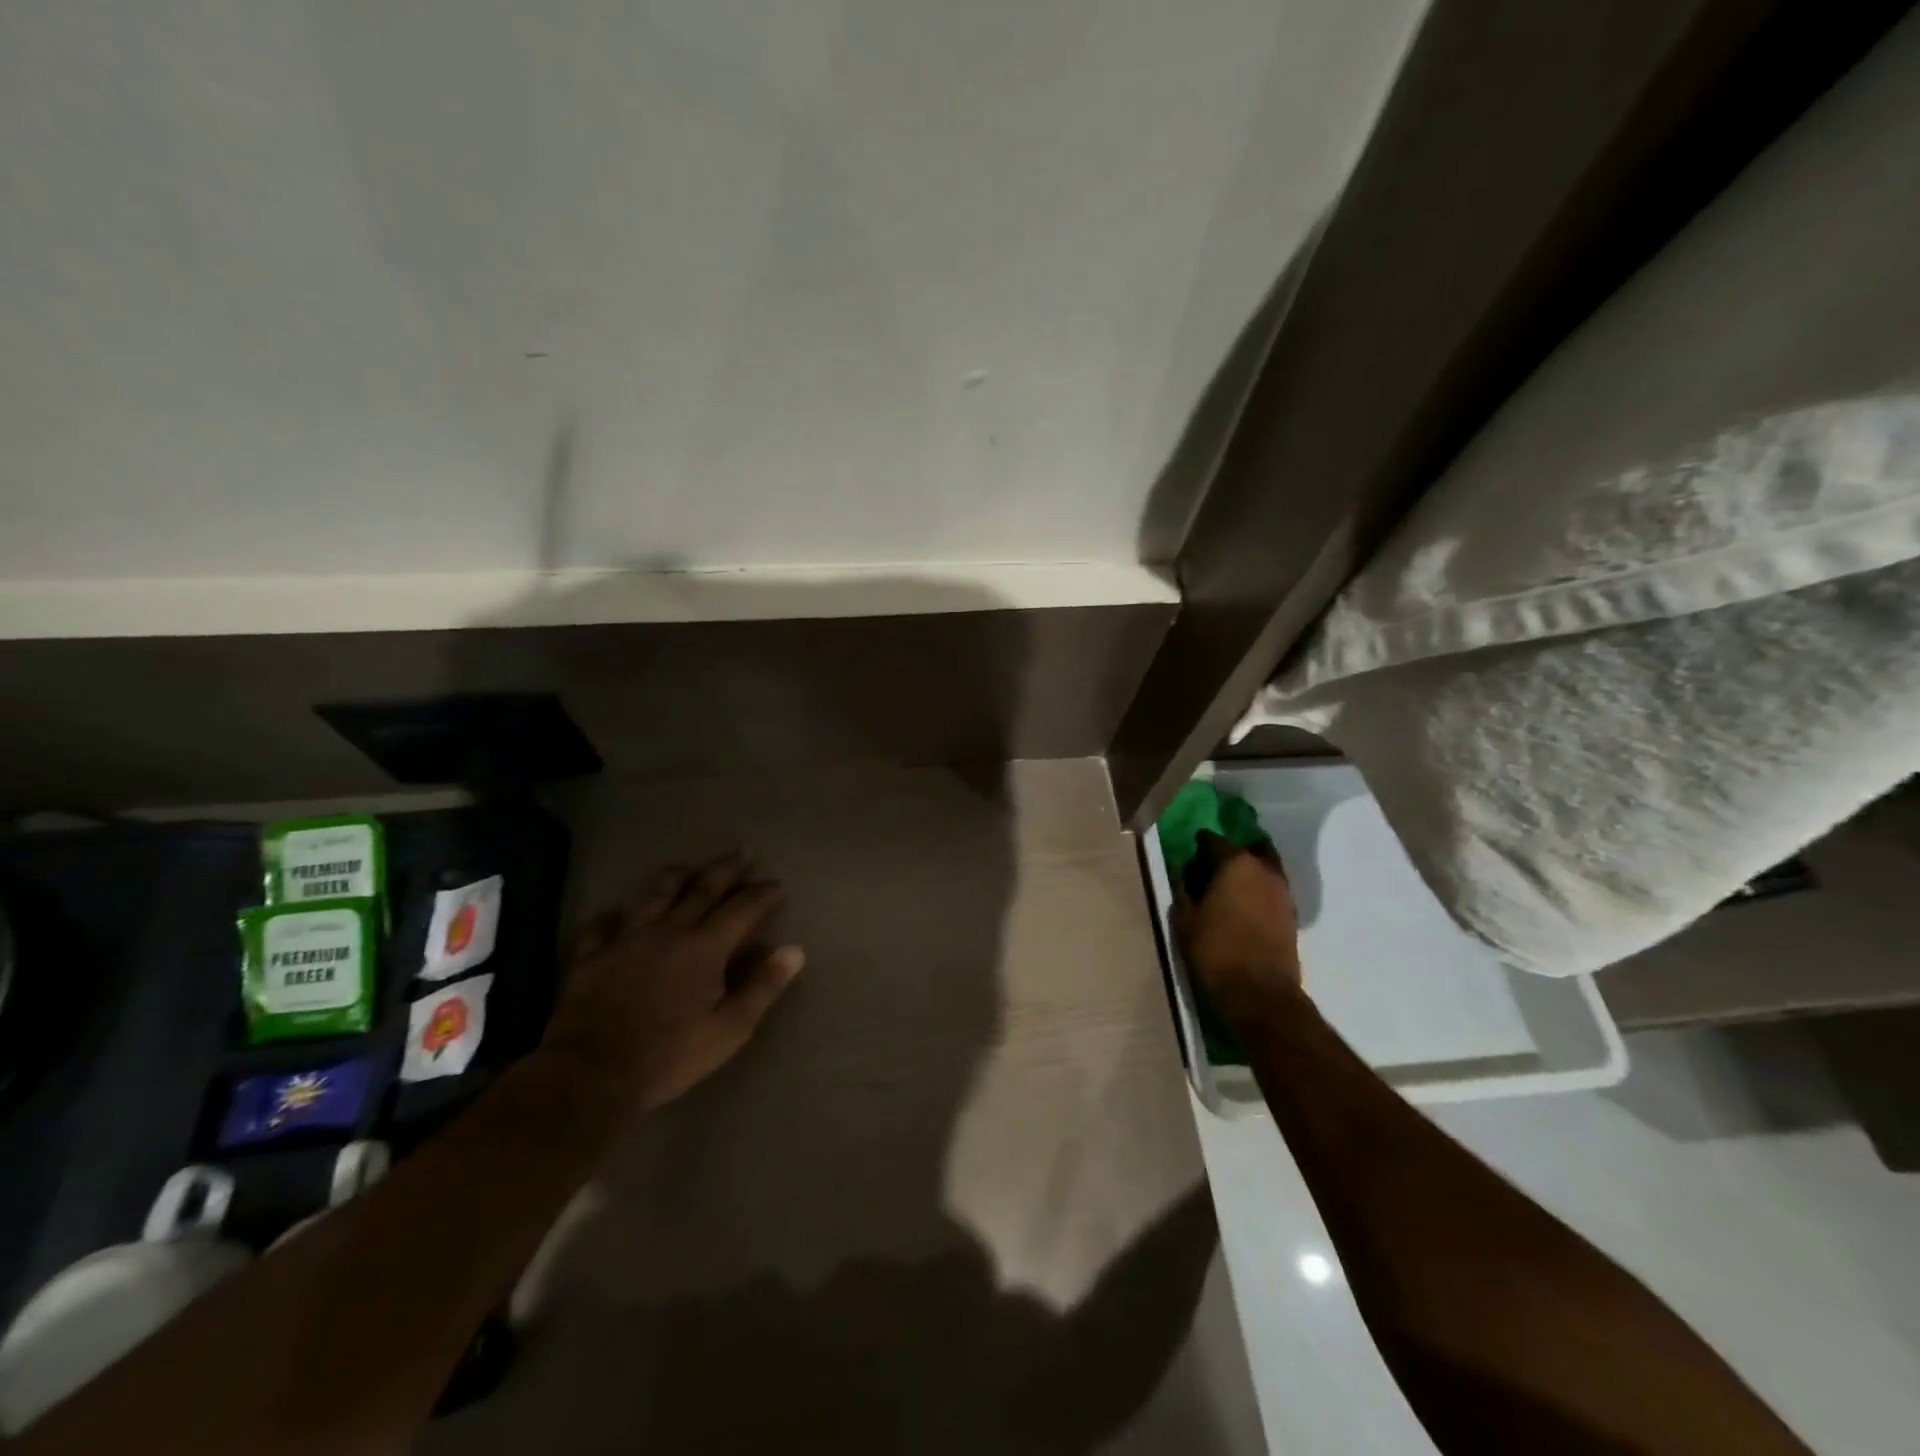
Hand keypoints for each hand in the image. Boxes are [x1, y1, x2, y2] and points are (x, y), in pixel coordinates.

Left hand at [543, 854, 805, 1110]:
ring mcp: (626, 940)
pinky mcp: (591, 957)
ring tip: (687, 866)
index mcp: (704, 948)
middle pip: (702, 890)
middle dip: (727, 870)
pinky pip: (600, 926)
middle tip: (744, 853)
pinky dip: (610, 916)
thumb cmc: (670, 1056)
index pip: (742, 909)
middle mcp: (668, 931)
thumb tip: (794, 950)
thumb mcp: (729, 1029)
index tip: (778, 884)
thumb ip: (762, 987)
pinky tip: (614, 912)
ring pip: (655, 896)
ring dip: (675, 877)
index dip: (763, 894)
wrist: (592, 1075)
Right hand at [1174, 832, 1301, 1028]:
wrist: (1260, 994)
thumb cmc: (1215, 951)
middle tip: (1213, 866)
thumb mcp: (1185, 920)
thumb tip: (1185, 874)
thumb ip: (1184, 891)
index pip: (1215, 840)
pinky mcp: (1291, 915)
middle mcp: (1264, 870)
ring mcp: (1283, 892)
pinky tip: (1244, 906)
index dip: (1200, 844)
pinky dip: (1259, 892)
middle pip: (1249, 849)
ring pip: (1265, 869)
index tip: (1190, 853)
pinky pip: (1272, 891)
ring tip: (1229, 887)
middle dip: (1232, 852)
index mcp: (1236, 864)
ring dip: (1249, 872)